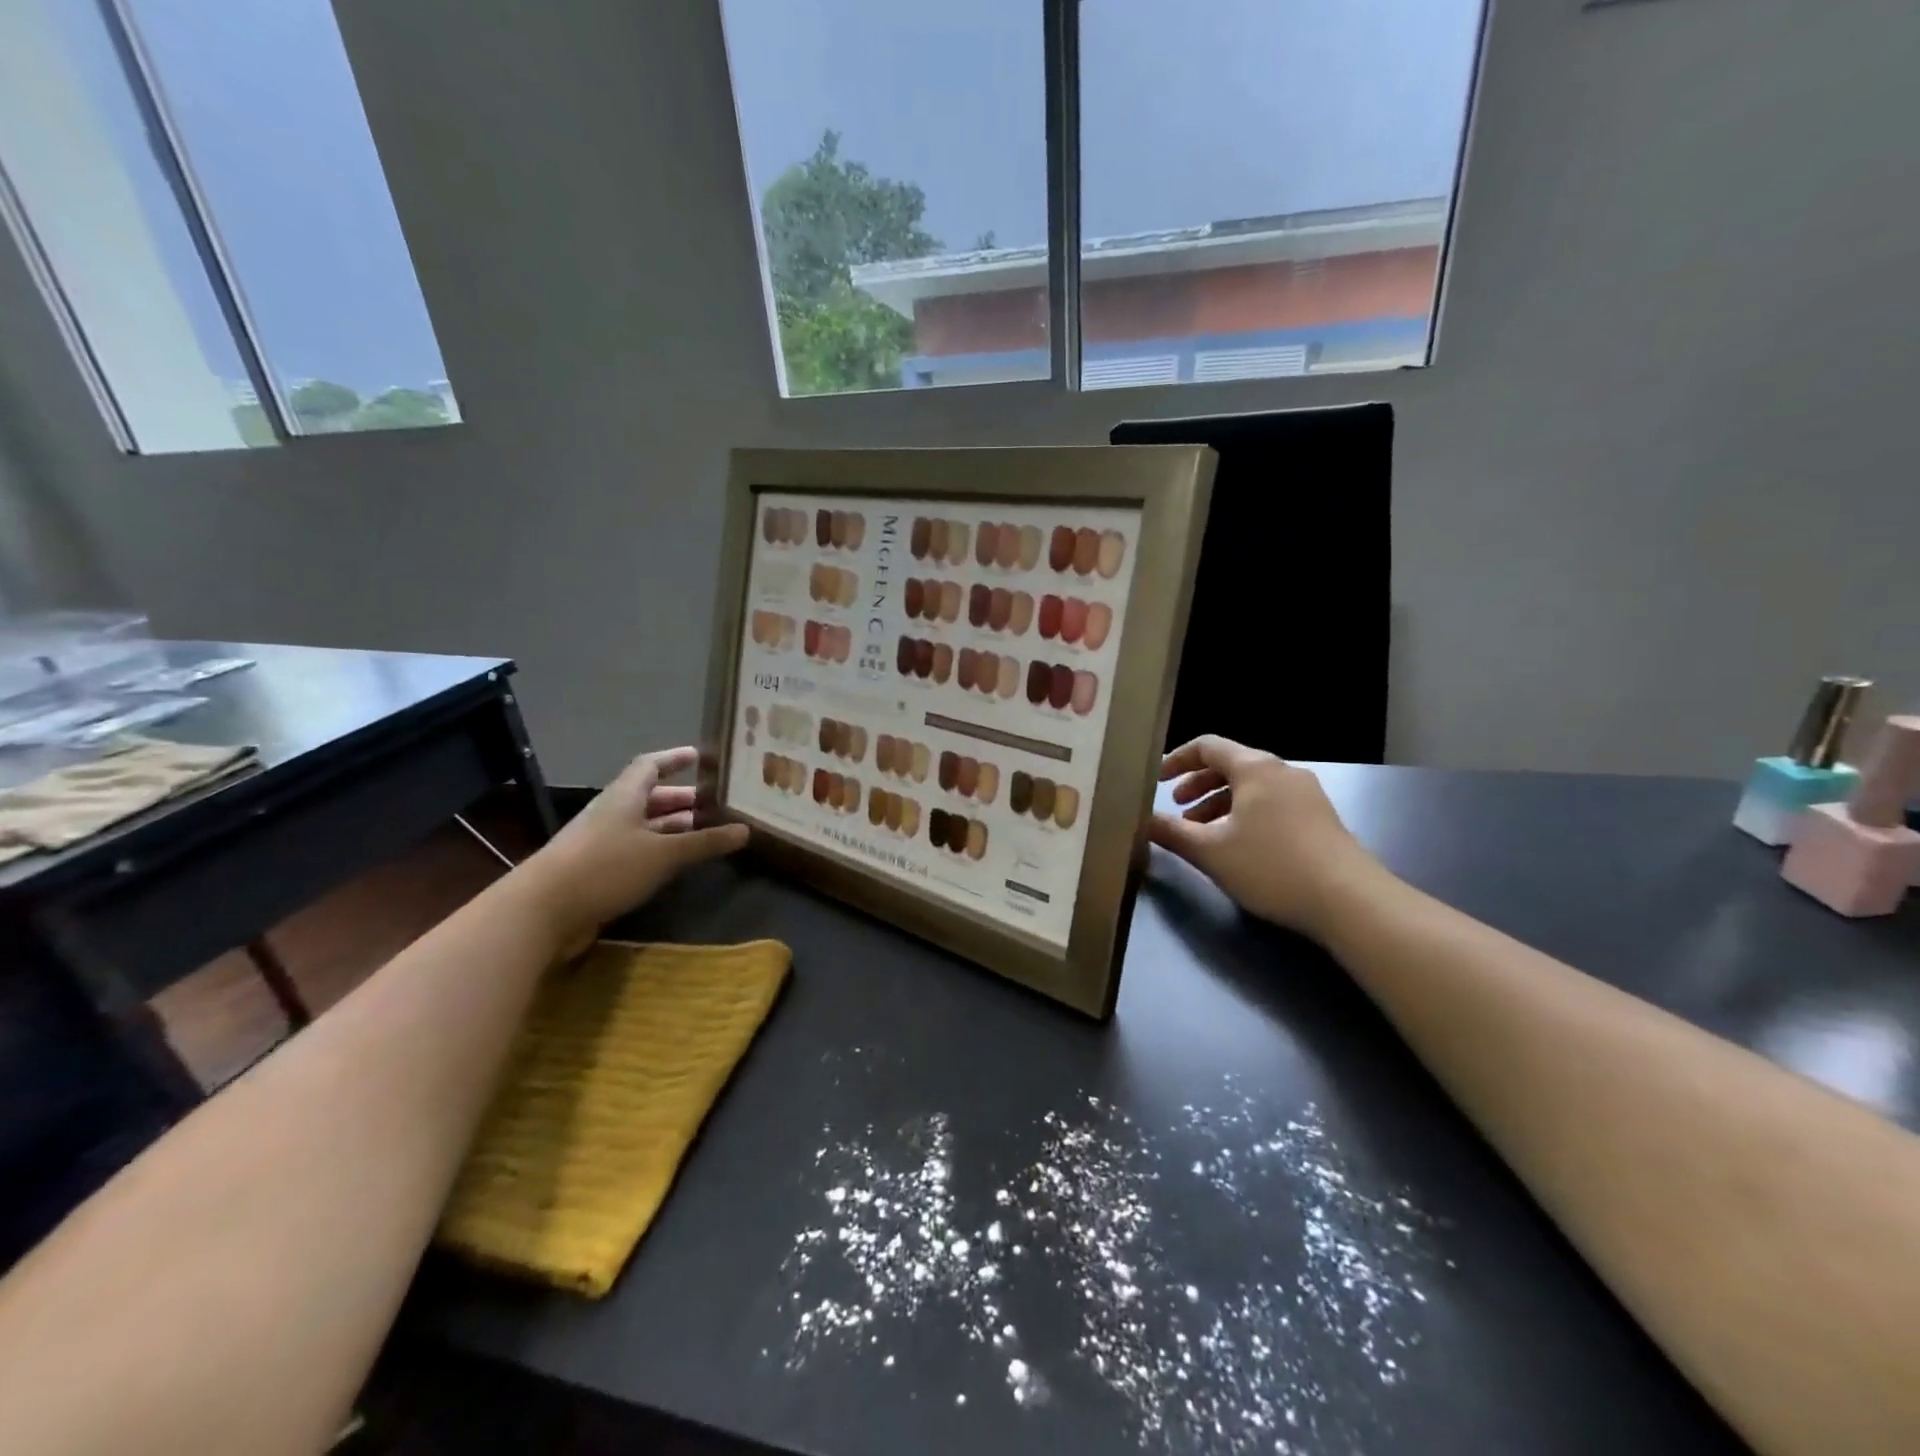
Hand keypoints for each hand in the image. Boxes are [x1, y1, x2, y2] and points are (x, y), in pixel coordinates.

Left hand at [519, 747, 747, 954]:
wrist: (542, 911)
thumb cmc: (606, 867)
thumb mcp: (663, 854)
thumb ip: (705, 842)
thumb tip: (746, 830)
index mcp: (624, 796)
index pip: (650, 765)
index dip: (674, 759)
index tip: (700, 757)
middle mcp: (612, 813)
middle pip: (649, 797)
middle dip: (682, 798)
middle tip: (715, 803)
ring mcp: (602, 842)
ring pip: (643, 826)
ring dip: (673, 827)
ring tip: (706, 832)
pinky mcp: (597, 870)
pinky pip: (636, 851)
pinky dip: (659, 851)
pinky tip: (678, 863)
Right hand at [1150, 736, 1380, 939]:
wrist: (1350, 901)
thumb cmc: (1272, 867)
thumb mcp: (1210, 852)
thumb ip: (1171, 832)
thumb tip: (1141, 820)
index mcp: (1255, 768)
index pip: (1207, 745)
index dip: (1176, 760)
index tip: (1156, 781)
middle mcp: (1282, 772)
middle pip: (1230, 764)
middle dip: (1198, 784)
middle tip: (1176, 808)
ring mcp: (1306, 794)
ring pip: (1251, 788)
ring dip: (1219, 803)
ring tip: (1201, 833)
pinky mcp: (1319, 819)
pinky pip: (1270, 804)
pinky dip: (1244, 815)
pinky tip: (1237, 846)